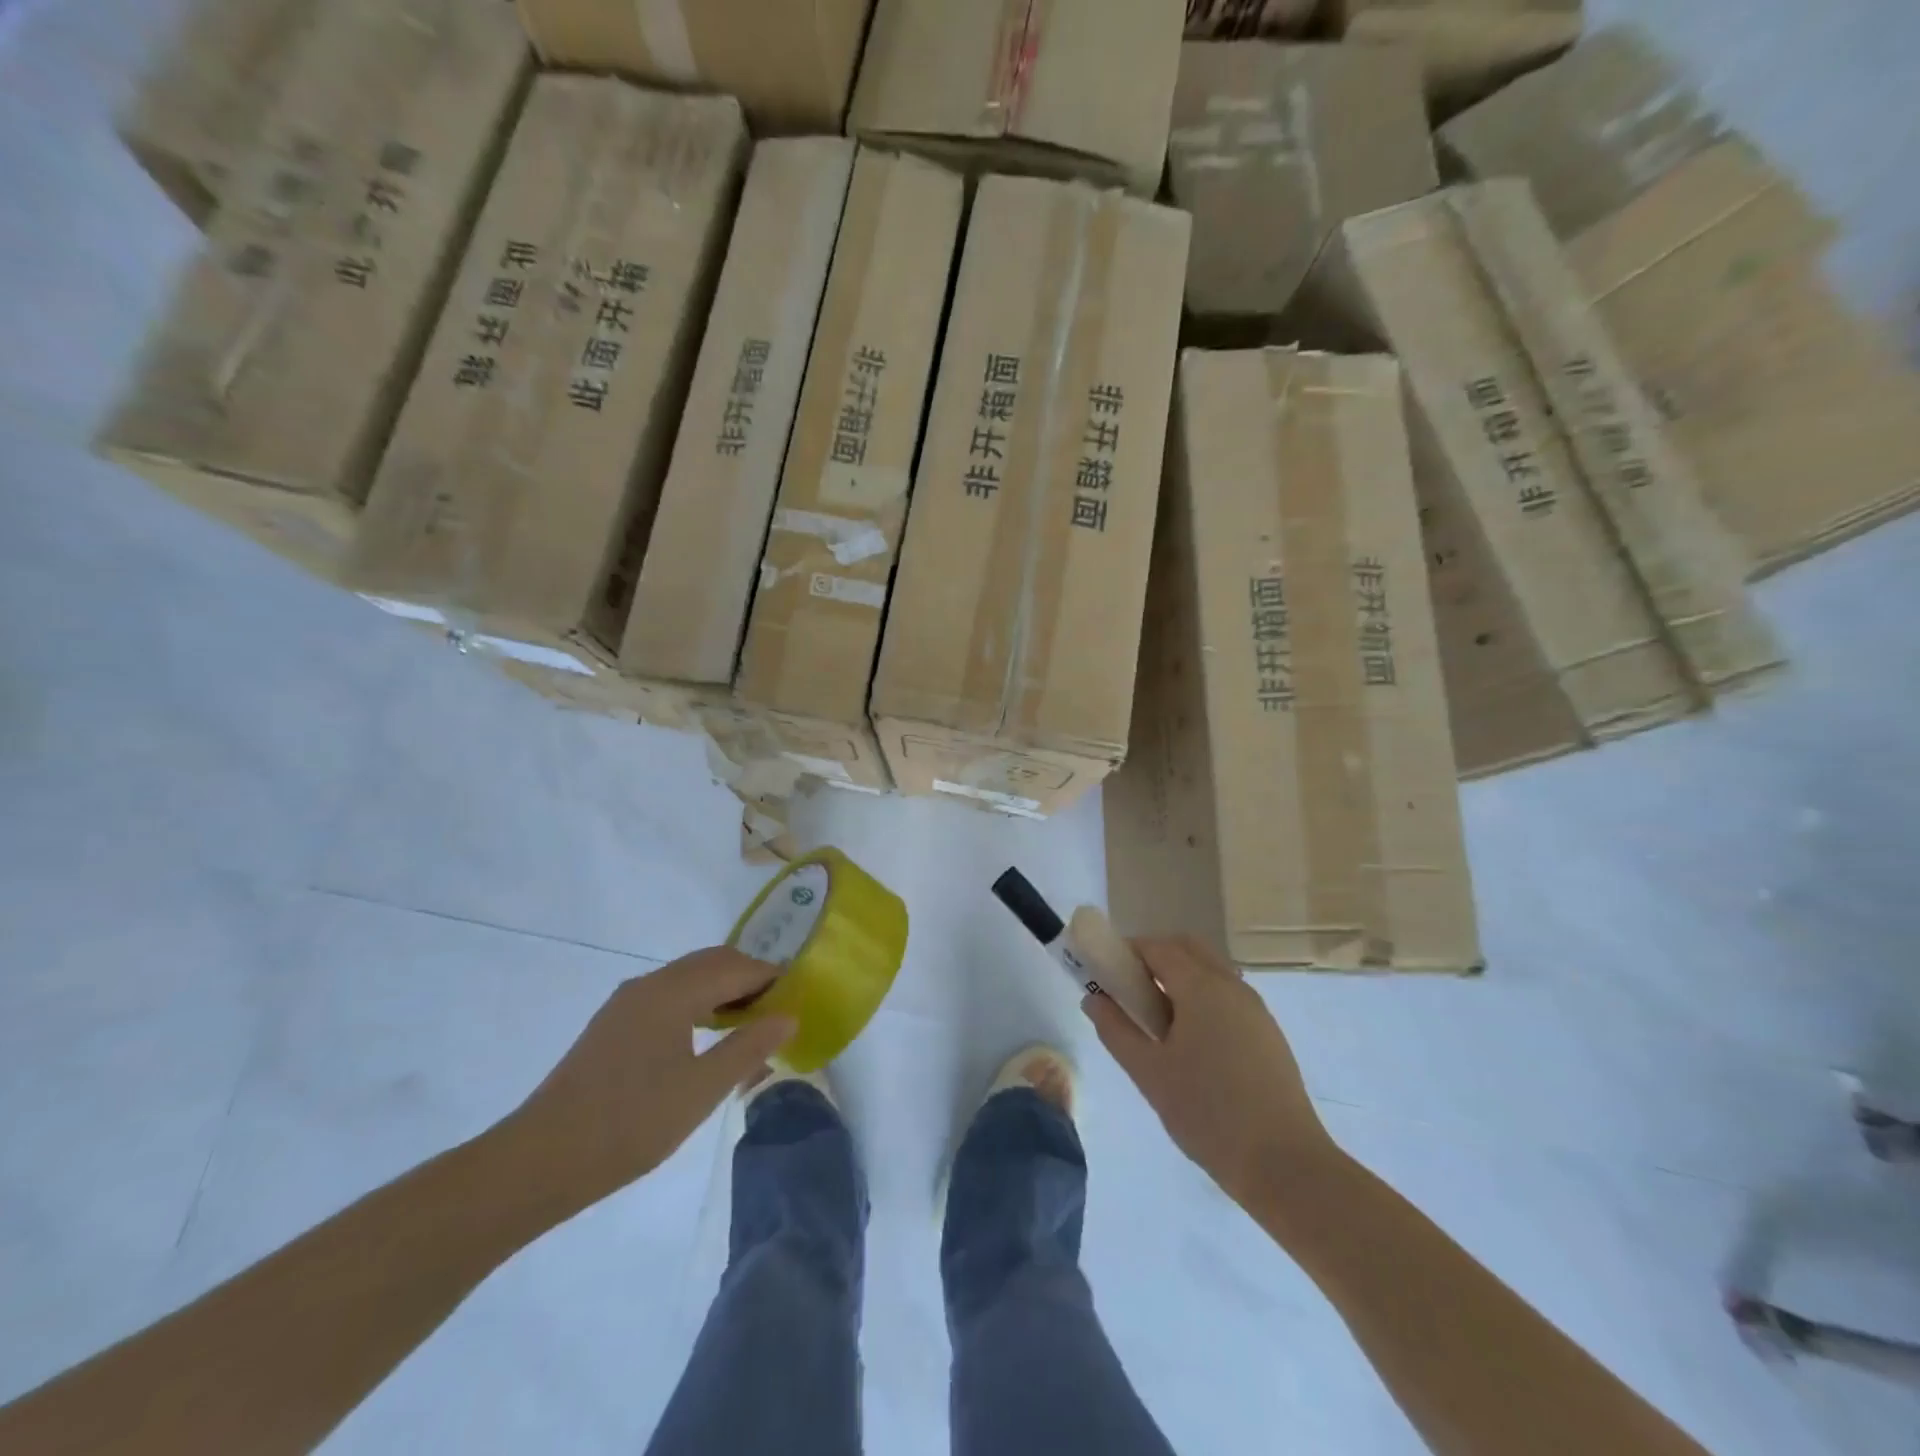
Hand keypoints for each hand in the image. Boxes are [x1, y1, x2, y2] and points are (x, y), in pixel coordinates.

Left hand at [502, 948, 795, 1211]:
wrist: (538, 1162)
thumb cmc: (629, 1124)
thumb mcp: (701, 1091)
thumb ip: (748, 1048)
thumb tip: (789, 1016)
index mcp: (672, 992)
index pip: (736, 967)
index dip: (772, 977)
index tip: (802, 996)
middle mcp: (649, 985)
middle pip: (712, 963)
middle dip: (750, 978)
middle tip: (780, 1010)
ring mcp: (626, 1004)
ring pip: (688, 979)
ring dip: (723, 991)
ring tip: (750, 1025)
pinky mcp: (613, 1026)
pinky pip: (669, 997)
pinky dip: (698, 1004)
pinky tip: (707, 1038)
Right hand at [1083, 936, 1334, 1208]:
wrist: (1285, 1164)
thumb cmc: (1207, 1113)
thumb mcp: (1148, 1073)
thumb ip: (1115, 1030)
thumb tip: (1093, 999)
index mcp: (1201, 986)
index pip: (1157, 947)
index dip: (1127, 952)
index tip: (1106, 973)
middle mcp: (1231, 985)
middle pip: (1188, 949)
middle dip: (1155, 958)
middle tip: (1130, 991)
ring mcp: (1255, 1008)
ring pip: (1211, 970)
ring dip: (1180, 977)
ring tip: (1157, 1021)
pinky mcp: (1268, 1033)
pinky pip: (1227, 996)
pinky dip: (1202, 998)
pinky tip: (1191, 1042)